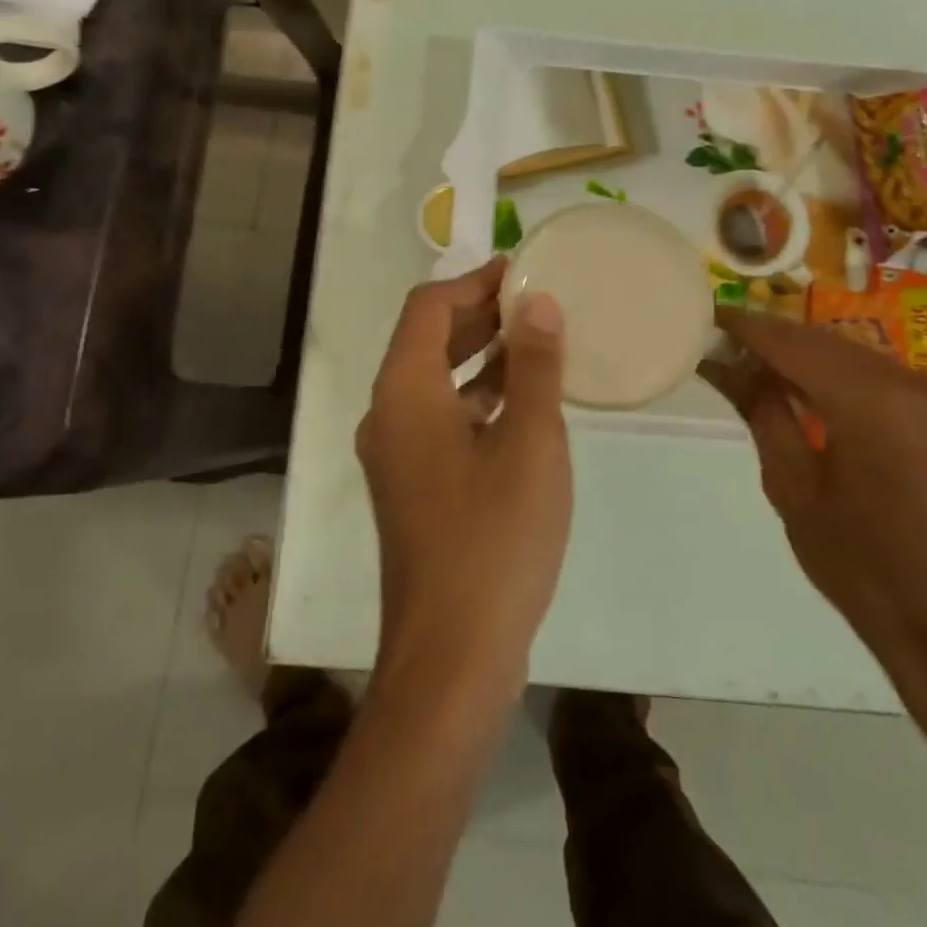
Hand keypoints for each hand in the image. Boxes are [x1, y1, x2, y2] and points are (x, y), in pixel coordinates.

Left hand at [356, 258, 572, 701]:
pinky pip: (441, 418)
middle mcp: (387, 415)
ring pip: (435, 381)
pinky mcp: (413, 486)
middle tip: (535, 300)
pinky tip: (522, 402)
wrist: (451, 655)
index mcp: (403, 392)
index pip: (427, 308)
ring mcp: (396, 454)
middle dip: (478, 314)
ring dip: (479, 355)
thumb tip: (538, 304)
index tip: (519, 270)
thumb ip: (534, 367)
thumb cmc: (493, 540)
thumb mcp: (529, 444)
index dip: (471, 281)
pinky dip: (476, 397)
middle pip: (426, 340)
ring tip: (536, 340)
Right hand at [701, 307, 926, 699]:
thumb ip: (762, 412)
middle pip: (821, 342)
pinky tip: (794, 385)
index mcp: (874, 402)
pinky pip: (872, 375)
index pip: (792, 343)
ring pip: (846, 354)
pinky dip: (830, 375)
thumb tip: (725, 362)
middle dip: (768, 340)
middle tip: (717, 343)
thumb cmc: (860, 566)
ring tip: (745, 364)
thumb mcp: (793, 487)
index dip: (745, 327)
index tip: (704, 315)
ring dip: (798, 356)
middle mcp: (911, 382)